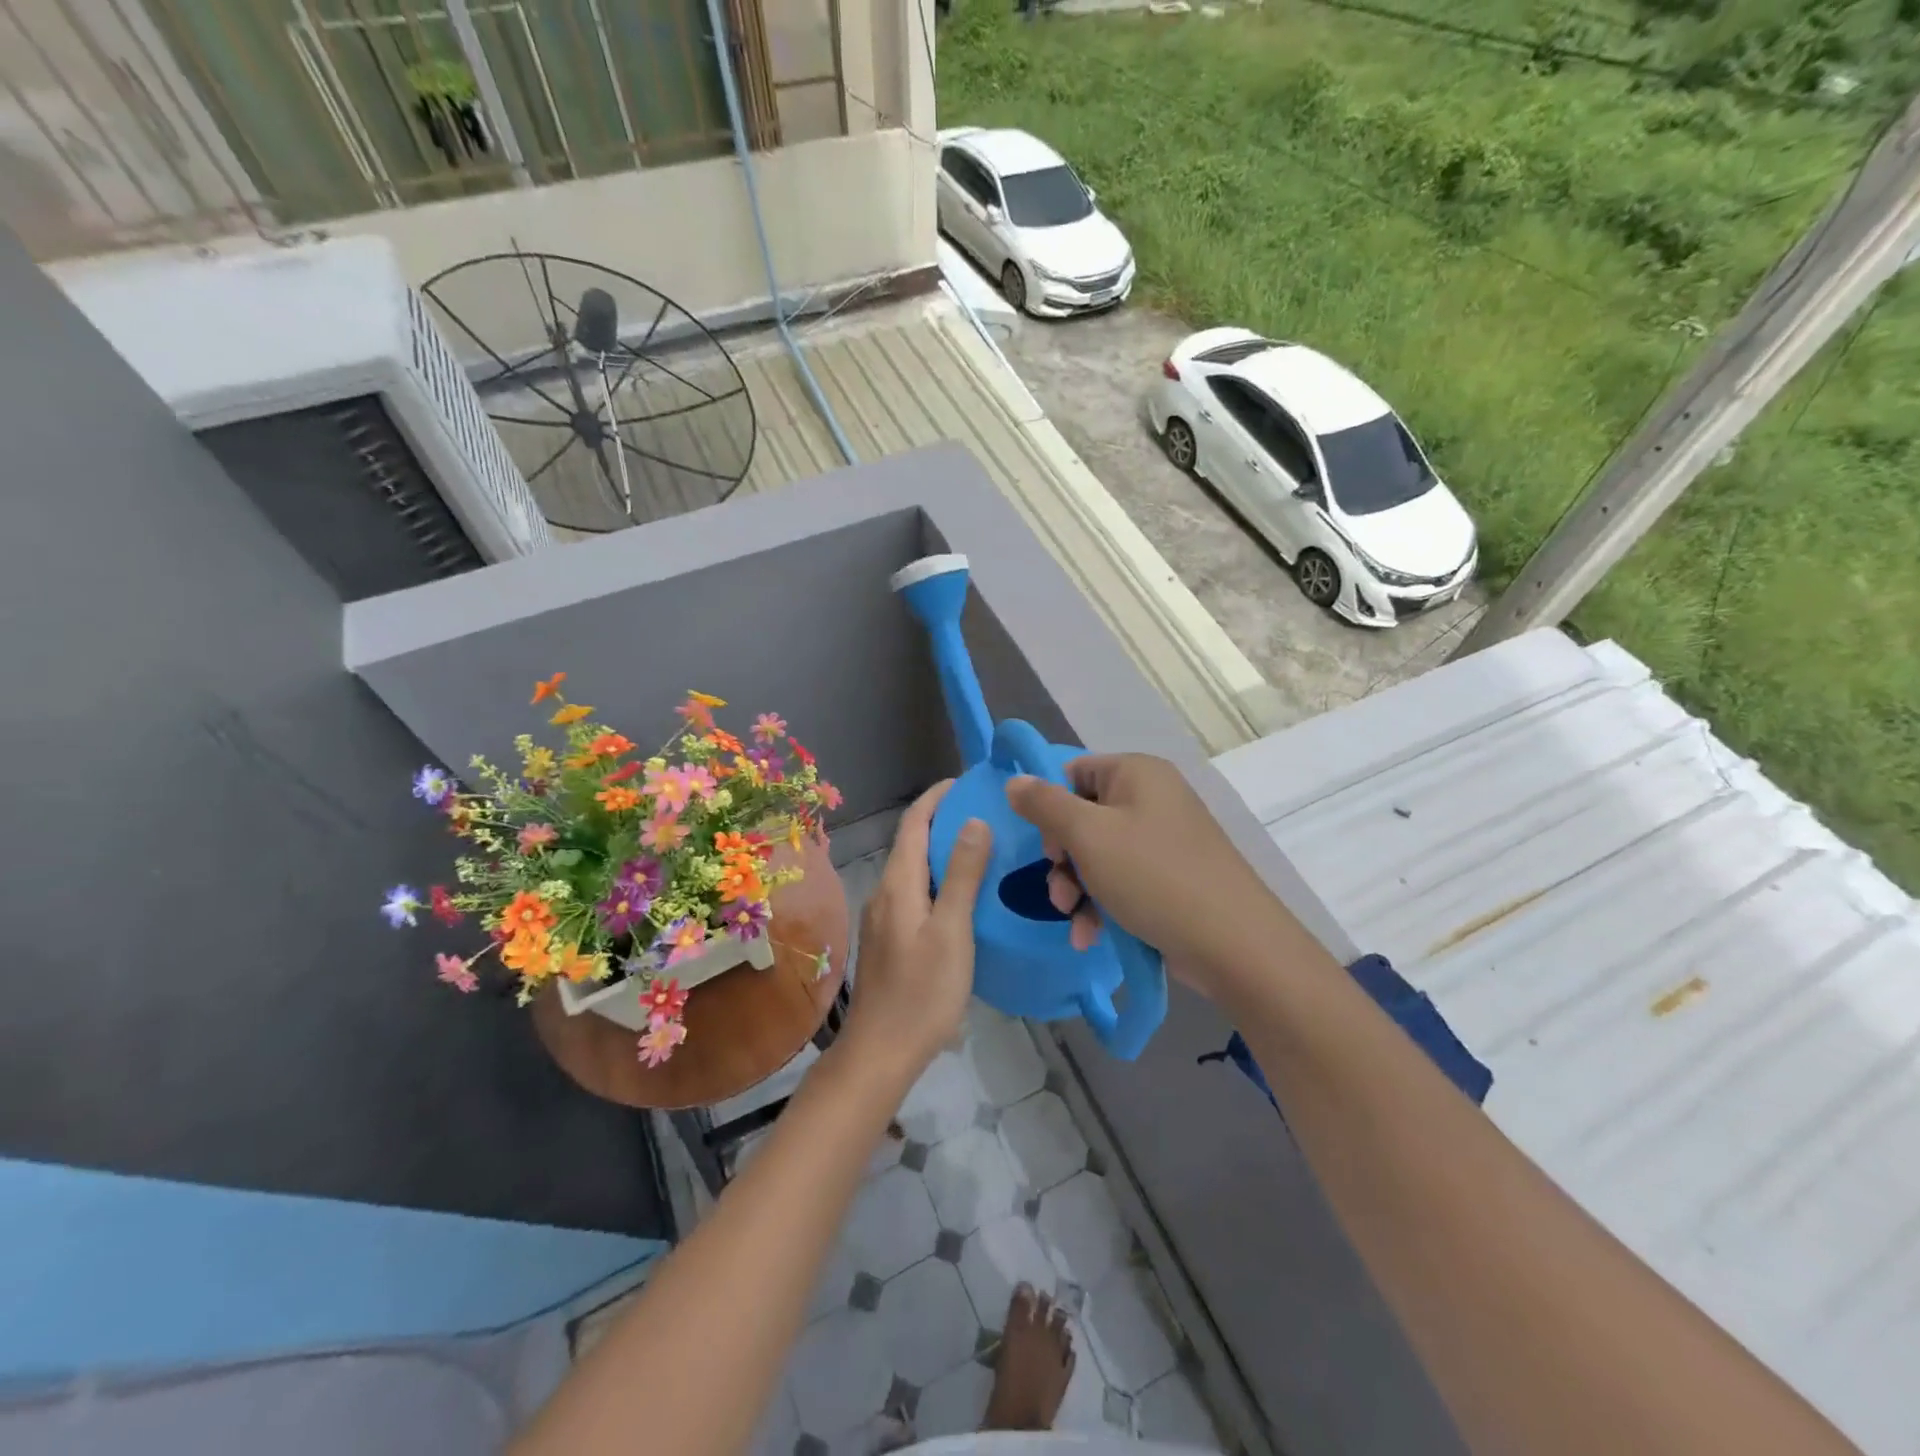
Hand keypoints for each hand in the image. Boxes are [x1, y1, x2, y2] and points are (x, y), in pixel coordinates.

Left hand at [840, 780, 992, 1076]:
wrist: (882, 1050)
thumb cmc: (922, 991)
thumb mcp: (952, 931)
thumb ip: (963, 875)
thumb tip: (973, 820)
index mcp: (898, 883)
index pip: (914, 823)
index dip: (936, 797)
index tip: (965, 781)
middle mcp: (885, 891)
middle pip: (912, 842)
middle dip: (943, 820)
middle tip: (986, 811)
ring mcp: (884, 916)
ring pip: (914, 868)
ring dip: (942, 850)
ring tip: (983, 846)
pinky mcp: (890, 937)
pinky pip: (915, 891)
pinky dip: (939, 878)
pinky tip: (964, 893)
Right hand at [1007, 754, 1278, 999]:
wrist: (1233, 944)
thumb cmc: (1153, 876)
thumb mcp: (1088, 836)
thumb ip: (1045, 805)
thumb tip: (1014, 780)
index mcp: (1137, 773)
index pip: (1073, 773)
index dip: (1050, 808)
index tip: (1047, 847)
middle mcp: (1152, 798)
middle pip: (1083, 817)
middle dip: (1063, 859)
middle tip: (1059, 892)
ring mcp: (1164, 839)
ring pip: (1098, 854)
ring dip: (1077, 888)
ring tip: (1074, 920)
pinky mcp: (1171, 877)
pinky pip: (1122, 880)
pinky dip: (1102, 904)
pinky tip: (1090, 936)